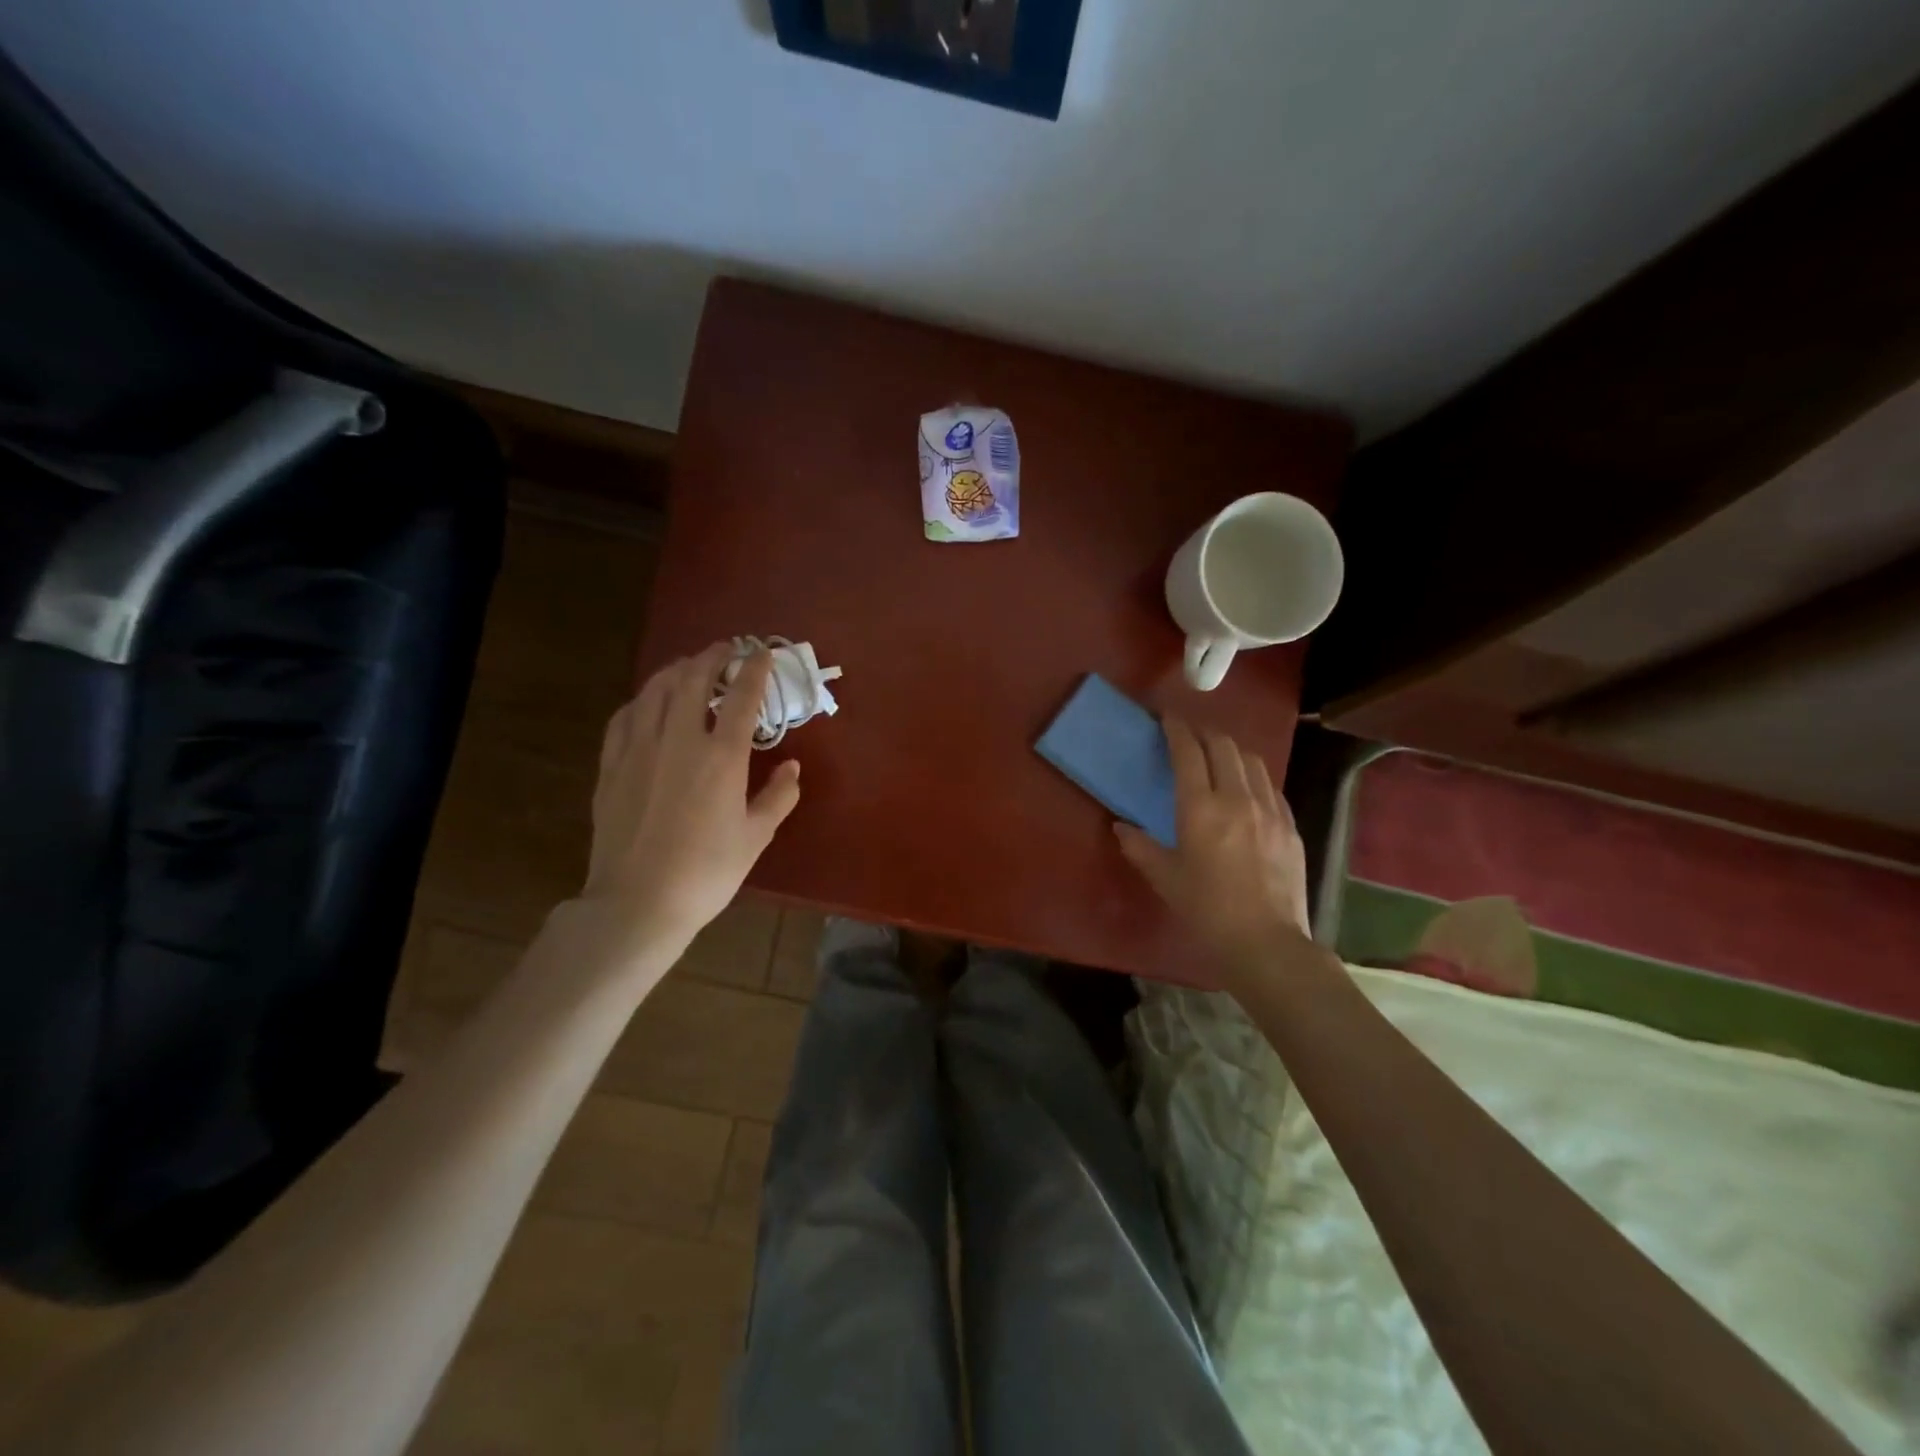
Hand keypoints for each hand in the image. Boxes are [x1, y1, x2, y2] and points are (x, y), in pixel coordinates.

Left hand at [582, 644, 801, 945]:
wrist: (639, 901)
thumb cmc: (708, 871)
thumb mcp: (756, 836)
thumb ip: (778, 796)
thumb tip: (792, 766)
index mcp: (722, 756)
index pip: (742, 696)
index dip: (755, 668)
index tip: (763, 652)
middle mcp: (679, 739)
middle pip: (694, 679)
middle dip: (713, 657)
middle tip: (726, 650)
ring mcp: (639, 748)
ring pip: (656, 690)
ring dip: (678, 670)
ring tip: (690, 667)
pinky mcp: (611, 764)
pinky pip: (626, 715)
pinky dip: (643, 699)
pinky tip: (649, 703)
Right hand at [1113, 718, 1309, 972]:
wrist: (1266, 943)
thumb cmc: (1206, 911)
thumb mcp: (1165, 879)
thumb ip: (1140, 847)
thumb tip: (1121, 827)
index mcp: (1201, 808)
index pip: (1188, 752)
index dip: (1176, 729)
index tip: (1167, 718)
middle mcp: (1238, 798)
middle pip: (1223, 746)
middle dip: (1203, 732)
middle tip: (1188, 733)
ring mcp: (1270, 810)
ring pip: (1252, 761)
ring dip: (1230, 749)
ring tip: (1217, 754)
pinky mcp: (1290, 826)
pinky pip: (1270, 786)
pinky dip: (1253, 775)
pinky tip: (1246, 787)